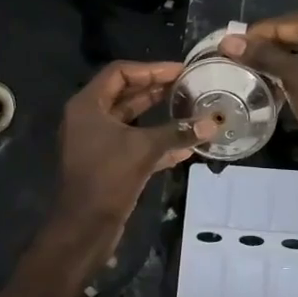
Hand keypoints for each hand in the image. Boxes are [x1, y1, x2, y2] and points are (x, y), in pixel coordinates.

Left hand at [51, 61, 198, 242]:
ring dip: (160, 117)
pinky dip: (156, 143)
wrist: (84, 227)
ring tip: (191, 111)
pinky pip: (134, 144)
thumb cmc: (107, 178)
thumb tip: (213, 122)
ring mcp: (97, 142)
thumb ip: (177, 133)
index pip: (120, 73)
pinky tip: (185, 147)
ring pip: (132, 121)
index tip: (180, 71)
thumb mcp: (144, 150)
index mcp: (88, 105)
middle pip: (126, 95)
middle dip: (158, 91)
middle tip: (189, 87)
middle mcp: (89, 119)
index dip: (151, 69)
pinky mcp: (107, 164)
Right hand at [218, 10, 297, 165]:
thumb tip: (228, 41)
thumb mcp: (292, 75)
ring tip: (255, 78)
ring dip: (284, 65)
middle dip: (269, 51)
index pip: (285, 23)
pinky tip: (281, 89)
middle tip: (239, 64)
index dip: (254, 35)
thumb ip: (261, 55)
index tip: (228, 48)